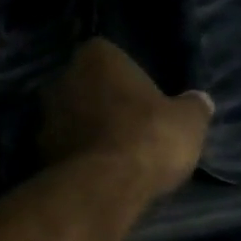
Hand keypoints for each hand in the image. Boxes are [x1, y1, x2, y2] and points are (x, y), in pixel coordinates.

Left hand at [38, 39, 213, 196]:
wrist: (107, 186)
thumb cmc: (150, 138)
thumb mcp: (189, 122)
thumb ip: (194, 108)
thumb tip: (200, 102)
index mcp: (97, 55)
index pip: (114, 60)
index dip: (132, 85)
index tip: (147, 109)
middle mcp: (63, 77)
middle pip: (90, 91)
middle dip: (106, 109)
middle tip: (133, 135)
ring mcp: (46, 118)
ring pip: (75, 123)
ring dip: (91, 138)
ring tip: (117, 163)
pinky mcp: (40, 156)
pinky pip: (67, 155)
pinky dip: (81, 164)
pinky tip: (101, 181)